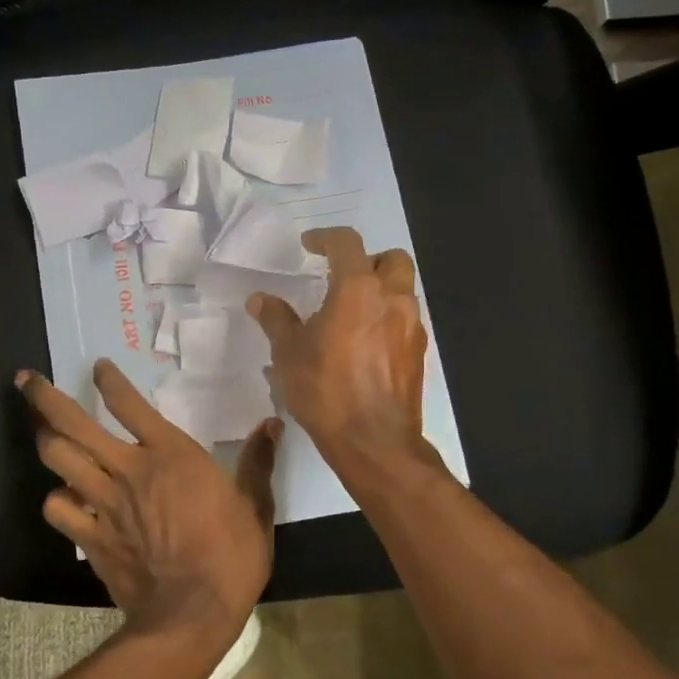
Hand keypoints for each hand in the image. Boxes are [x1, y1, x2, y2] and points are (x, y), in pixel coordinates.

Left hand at [18, 359, 279, 644]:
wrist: (192, 614)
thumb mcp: (255, 505)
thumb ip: (258, 461)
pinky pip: (59, 509)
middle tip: (25, 379)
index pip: (129, 403)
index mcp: (170, 454)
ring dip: (43, 438)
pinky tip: (61, 497)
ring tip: (36, 426)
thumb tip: (272, 424)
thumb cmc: (231, 555)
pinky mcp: (91, 537)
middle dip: (44, 399)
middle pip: (74, 424)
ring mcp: (104, 503)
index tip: (97, 366)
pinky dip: (56, 499)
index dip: (109, 380)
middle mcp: (129, 468)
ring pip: (59, 459)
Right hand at [246, 227, 431, 471]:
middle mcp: (392, 298)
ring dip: (379, 289)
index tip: (309, 245)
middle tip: (341, 277)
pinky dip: (386, 317)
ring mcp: (411, 325)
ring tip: (350, 311)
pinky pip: (404, 319)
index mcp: (358, 288)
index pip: (347, 243)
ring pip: (402, 289)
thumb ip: (276, 319)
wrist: (374, 441)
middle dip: (367, 260)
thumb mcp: (289, 353)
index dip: (325, 238)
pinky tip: (363, 342)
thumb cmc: (326, 390)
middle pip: (391, 259)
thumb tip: (260, 299)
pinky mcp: (418, 352)